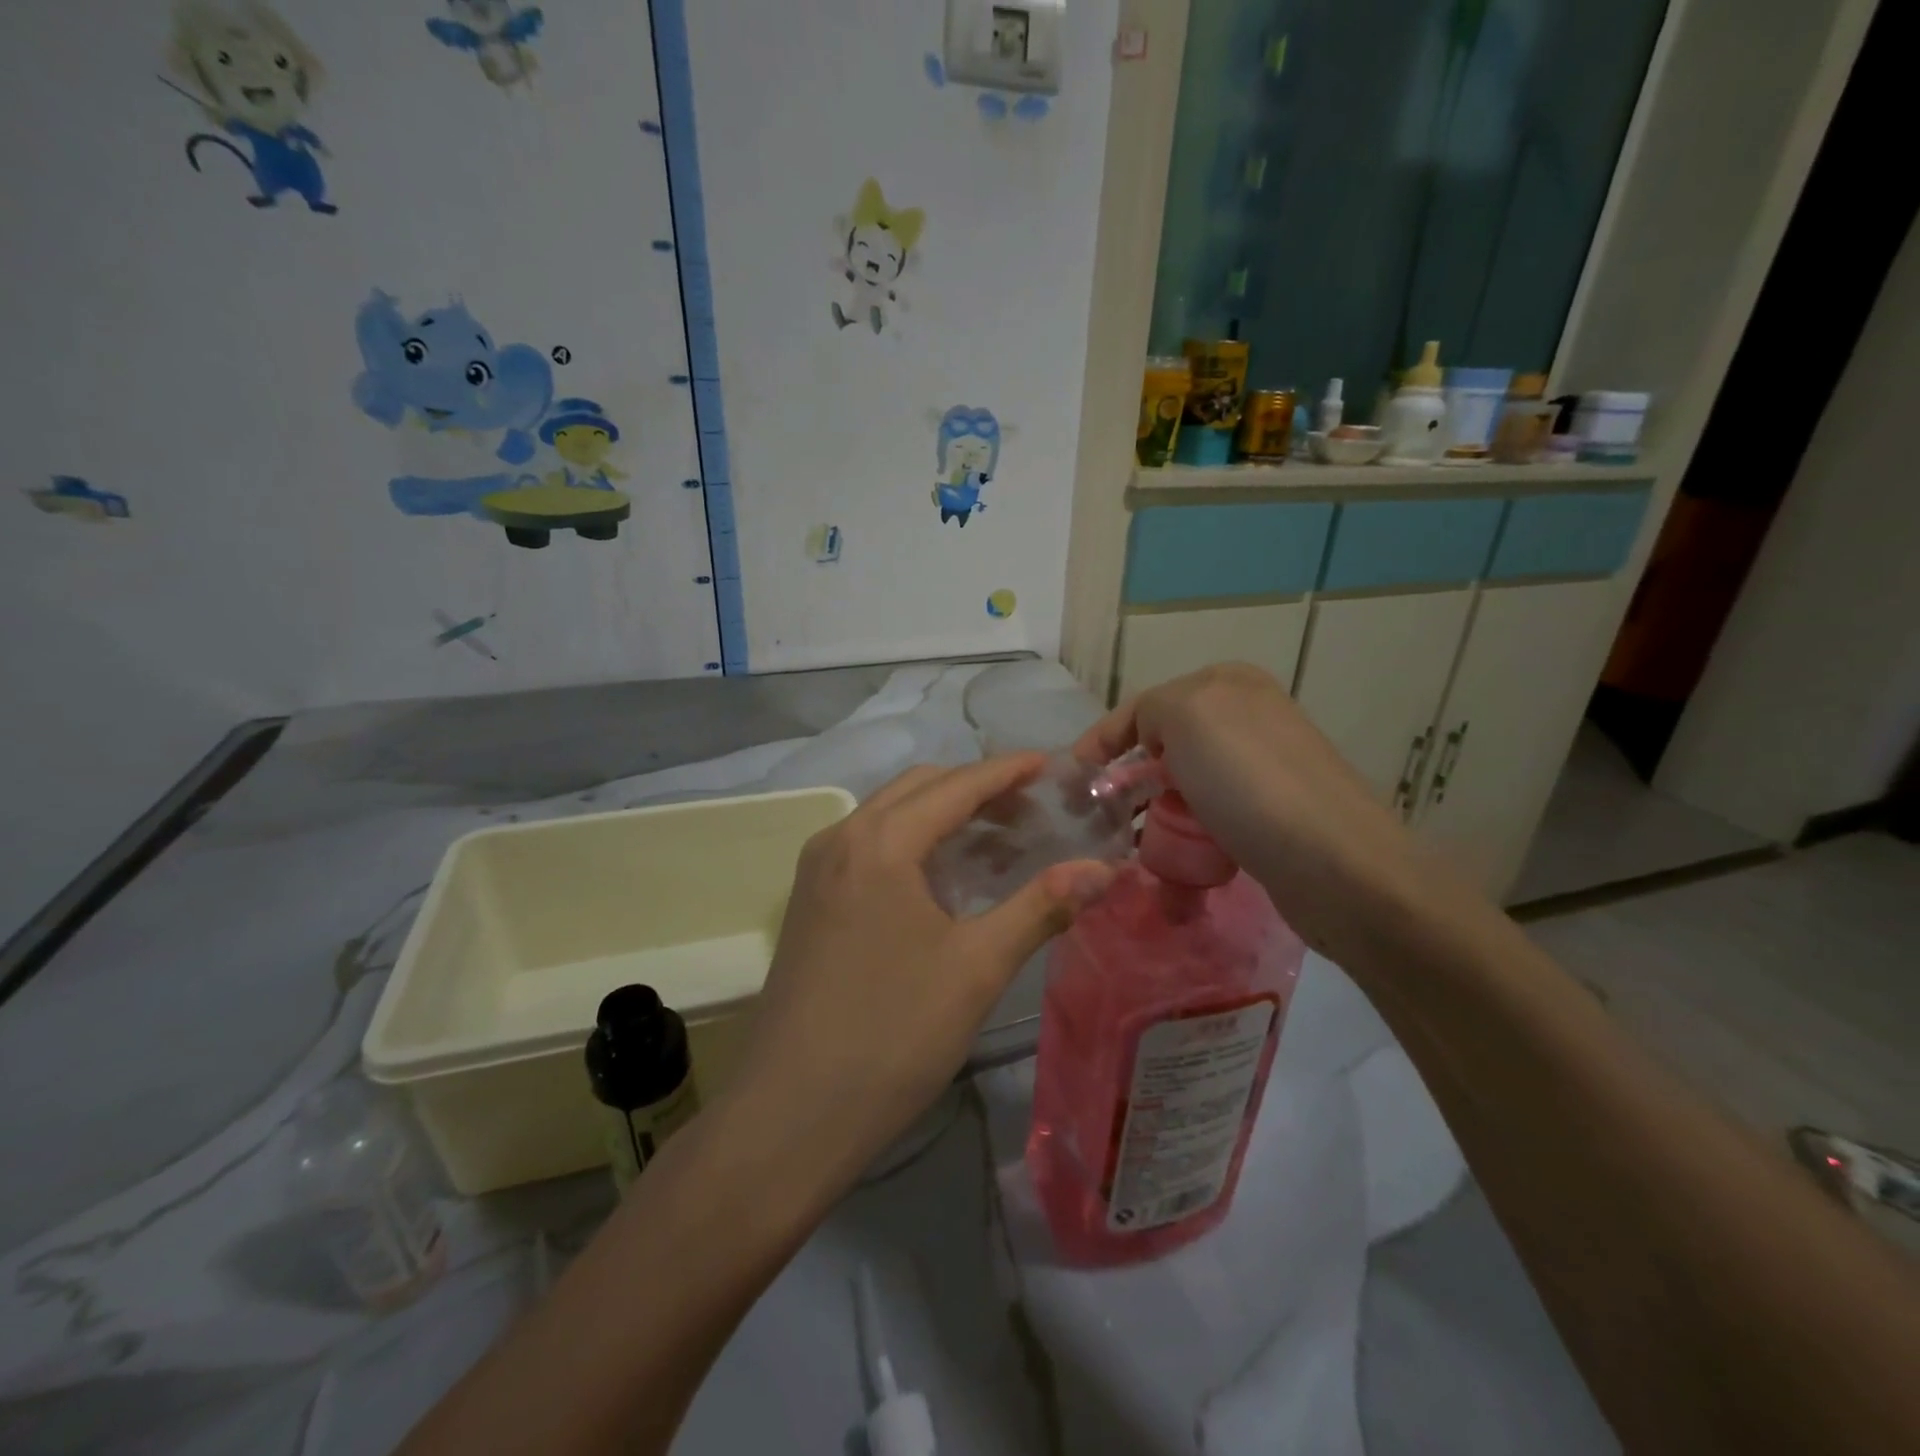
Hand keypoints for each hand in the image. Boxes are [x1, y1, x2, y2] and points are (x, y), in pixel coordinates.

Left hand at [724, 756, 1114, 1187]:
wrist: (790, 1114)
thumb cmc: (893, 1034)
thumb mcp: (977, 967)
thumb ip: (1041, 907)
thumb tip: (1105, 869)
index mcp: (880, 842)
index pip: (957, 785)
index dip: (1008, 771)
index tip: (1053, 765)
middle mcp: (841, 838)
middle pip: (919, 788)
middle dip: (977, 788)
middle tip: (1032, 808)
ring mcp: (818, 870)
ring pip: (890, 815)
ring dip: (943, 813)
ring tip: (998, 837)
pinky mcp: (809, 900)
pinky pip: (869, 845)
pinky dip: (913, 841)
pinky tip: (944, 875)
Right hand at [1075, 663, 1447, 957]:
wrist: (1335, 864)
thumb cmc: (1249, 781)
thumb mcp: (1186, 714)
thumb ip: (1150, 710)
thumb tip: (1151, 742)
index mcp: (1228, 684)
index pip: (1144, 706)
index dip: (1103, 739)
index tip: (1074, 780)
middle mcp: (1248, 719)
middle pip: (1164, 750)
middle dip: (1128, 785)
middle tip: (1098, 822)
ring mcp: (1263, 770)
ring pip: (1185, 792)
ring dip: (1155, 824)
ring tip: (1134, 857)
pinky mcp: (1272, 819)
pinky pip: (1210, 826)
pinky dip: (1188, 847)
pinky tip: (1176, 876)